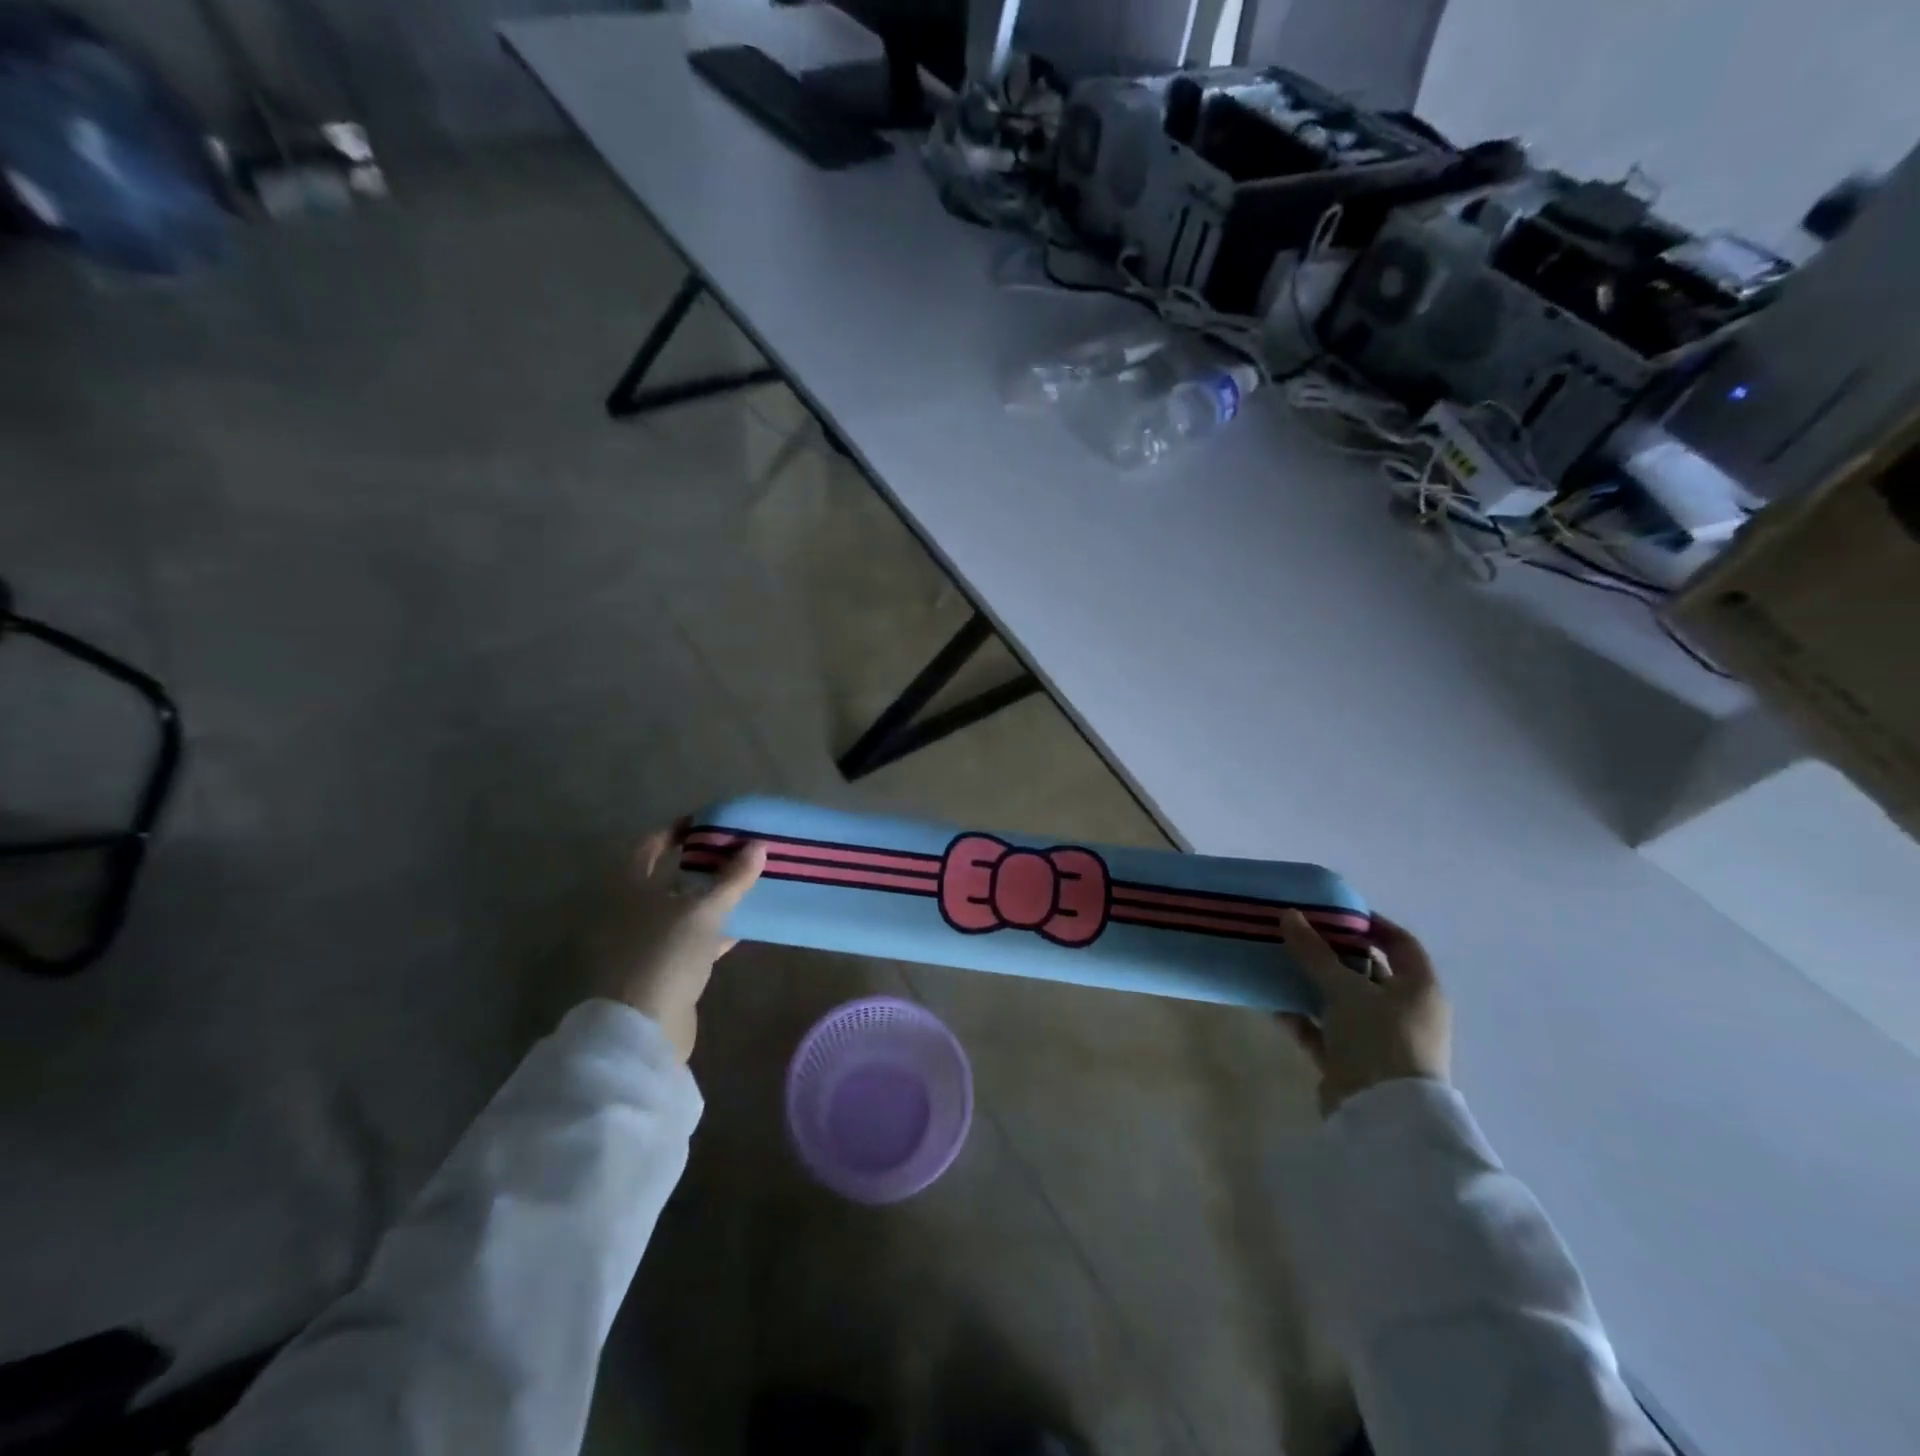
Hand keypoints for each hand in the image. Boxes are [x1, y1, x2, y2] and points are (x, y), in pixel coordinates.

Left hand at [587, 826, 766, 1061]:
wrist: (645, 1026)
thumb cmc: (667, 954)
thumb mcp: (704, 911)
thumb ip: (732, 879)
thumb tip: (758, 845)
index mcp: (632, 889)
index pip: (650, 847)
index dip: (676, 832)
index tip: (707, 823)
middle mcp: (633, 912)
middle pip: (668, 878)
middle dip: (700, 866)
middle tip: (735, 852)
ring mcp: (646, 943)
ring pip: (682, 911)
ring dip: (709, 899)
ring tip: (744, 885)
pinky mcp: (663, 970)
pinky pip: (691, 940)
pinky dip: (712, 931)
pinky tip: (740, 927)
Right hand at [1277, 911, 1450, 1114]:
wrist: (1382, 1118)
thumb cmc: (1378, 1039)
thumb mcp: (1345, 988)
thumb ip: (1314, 952)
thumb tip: (1289, 915)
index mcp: (1419, 989)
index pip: (1401, 944)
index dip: (1371, 924)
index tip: (1334, 912)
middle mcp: (1404, 1012)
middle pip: (1367, 971)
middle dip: (1332, 953)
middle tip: (1297, 934)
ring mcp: (1379, 1039)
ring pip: (1342, 1001)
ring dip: (1312, 985)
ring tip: (1278, 963)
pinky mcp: (1353, 1063)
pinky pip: (1324, 1031)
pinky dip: (1302, 1017)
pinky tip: (1273, 1003)